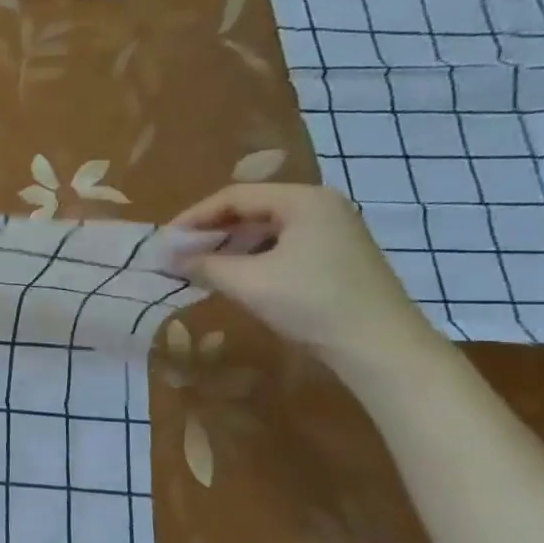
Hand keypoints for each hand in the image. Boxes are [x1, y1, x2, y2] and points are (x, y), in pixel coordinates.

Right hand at [168, 183, 444, 374]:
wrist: (378, 346)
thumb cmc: (310, 302)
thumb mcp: (247, 282)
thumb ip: (203, 264)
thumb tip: (166, 257)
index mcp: (302, 200)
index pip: (234, 196)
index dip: (194, 217)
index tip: (165, 241)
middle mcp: (320, 206)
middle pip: (251, 209)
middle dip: (211, 232)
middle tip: (179, 255)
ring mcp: (332, 232)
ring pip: (266, 230)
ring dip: (229, 247)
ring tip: (200, 269)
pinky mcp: (335, 257)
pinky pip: (282, 247)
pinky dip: (252, 259)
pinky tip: (235, 279)